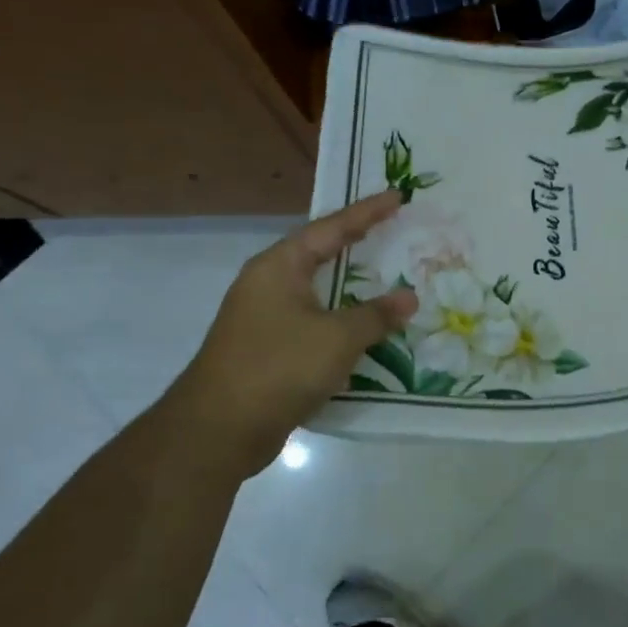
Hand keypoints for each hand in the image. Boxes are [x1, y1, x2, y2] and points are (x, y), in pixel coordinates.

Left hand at [176, 190, 417, 459]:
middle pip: (320, 254)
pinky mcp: (268, 349)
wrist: (219, 430)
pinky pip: (313, 323)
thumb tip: (409, 297)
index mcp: (279, 267)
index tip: (397, 196)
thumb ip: (376, 315)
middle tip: (394, 230)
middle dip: (357, 244)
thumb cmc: (278, 367)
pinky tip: (365, 329)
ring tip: (387, 276)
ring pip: (317, 292)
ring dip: (351, 287)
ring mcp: (264, 318)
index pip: (330, 228)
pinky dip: (341, 320)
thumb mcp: (337, 338)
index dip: (367, 212)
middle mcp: (268, 284)